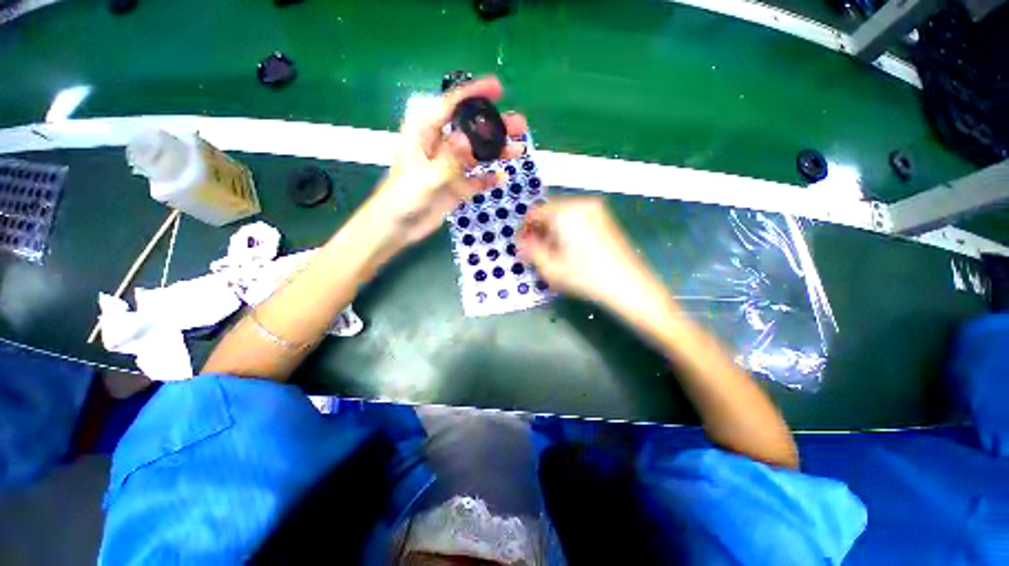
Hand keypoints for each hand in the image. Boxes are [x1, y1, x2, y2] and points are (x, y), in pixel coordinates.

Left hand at [367, 76, 527, 247]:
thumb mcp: (424, 177)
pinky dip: (489, 178)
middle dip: (495, 126)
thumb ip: (446, 160)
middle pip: (471, 129)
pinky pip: (477, 179)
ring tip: (519, 150)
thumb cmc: (402, 196)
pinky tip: (502, 178)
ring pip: (477, 154)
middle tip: (520, 125)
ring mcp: (450, 166)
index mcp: (424, 131)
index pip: (451, 105)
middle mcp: (440, 144)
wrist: (399, 226)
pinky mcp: (456, 186)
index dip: (474, 94)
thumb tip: (466, 138)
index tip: (498, 88)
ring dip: (497, 152)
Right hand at [518, 197, 664, 312]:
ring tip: (553, 253)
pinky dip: (568, 230)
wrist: (629, 286)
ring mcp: (596, 209)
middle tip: (537, 251)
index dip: (525, 229)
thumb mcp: (550, 267)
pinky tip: (571, 249)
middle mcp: (581, 204)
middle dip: (540, 230)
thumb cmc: (585, 277)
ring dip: (554, 230)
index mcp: (565, 211)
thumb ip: (530, 251)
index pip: (535, 213)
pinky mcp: (606, 218)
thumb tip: (521, 243)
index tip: (522, 245)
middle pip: (550, 212)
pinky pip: (578, 218)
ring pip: (564, 215)